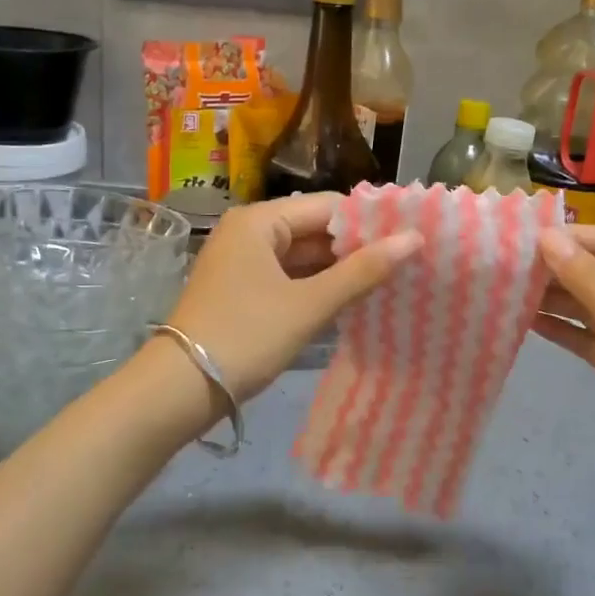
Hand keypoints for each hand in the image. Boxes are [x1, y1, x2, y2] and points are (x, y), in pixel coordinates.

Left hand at [164, 193, 420, 402]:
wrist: (180, 389)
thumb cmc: (247, 335)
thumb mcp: (309, 304)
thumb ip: (362, 271)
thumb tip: (414, 238)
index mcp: (259, 220)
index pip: (327, 206)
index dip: (369, 222)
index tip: (410, 238)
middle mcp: (249, 232)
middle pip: (314, 229)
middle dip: (356, 248)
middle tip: (406, 262)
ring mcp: (243, 262)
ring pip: (302, 257)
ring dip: (339, 270)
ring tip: (389, 280)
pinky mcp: (242, 291)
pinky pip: (288, 277)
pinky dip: (316, 287)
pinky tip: (351, 300)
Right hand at [533, 228, 594, 550]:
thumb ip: (592, 284)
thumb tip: (548, 239)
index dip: (572, 238)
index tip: (522, 238)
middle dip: (558, 270)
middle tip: (505, 267)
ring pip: (592, 311)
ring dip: (556, 301)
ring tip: (507, 292)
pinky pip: (592, 343)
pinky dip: (565, 334)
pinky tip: (529, 325)